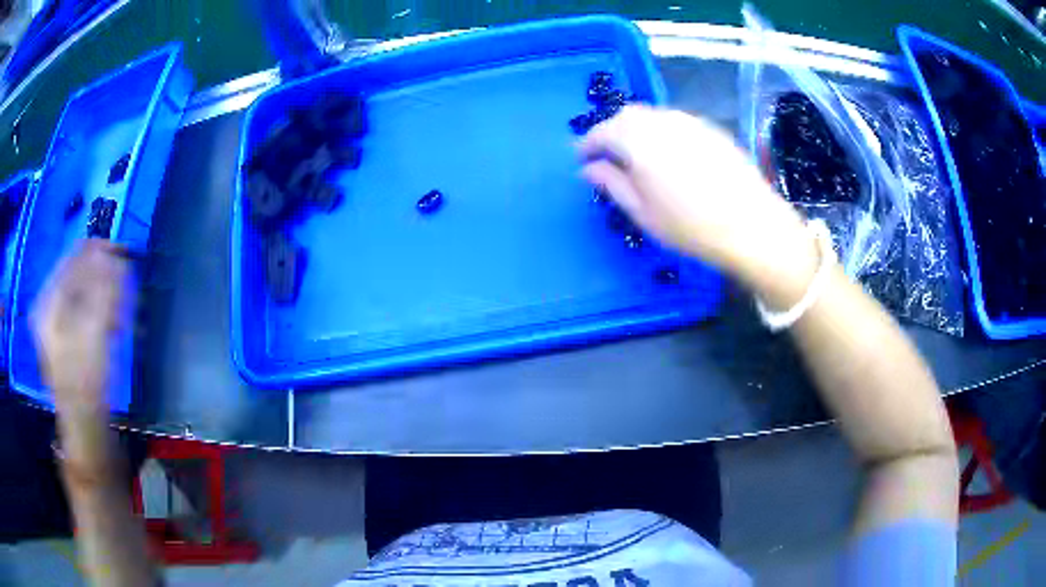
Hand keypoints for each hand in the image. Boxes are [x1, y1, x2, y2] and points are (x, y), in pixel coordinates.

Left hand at [31, 240, 130, 420]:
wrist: (85, 428)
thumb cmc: (88, 381)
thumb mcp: (95, 330)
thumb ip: (101, 288)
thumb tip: (110, 253)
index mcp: (47, 300)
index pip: (74, 257)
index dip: (100, 253)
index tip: (126, 257)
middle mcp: (46, 306)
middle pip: (77, 275)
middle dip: (104, 282)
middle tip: (125, 296)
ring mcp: (52, 323)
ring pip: (81, 294)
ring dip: (104, 299)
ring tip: (120, 319)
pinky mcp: (62, 338)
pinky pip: (81, 310)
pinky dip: (98, 314)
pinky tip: (111, 329)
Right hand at [579, 106, 818, 302]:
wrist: (752, 225)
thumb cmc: (691, 226)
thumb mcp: (643, 212)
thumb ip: (612, 184)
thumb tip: (589, 169)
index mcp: (637, 140)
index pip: (602, 132)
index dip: (587, 145)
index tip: (582, 159)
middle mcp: (662, 121)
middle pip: (627, 116)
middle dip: (613, 132)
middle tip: (610, 158)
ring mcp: (689, 121)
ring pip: (653, 116)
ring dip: (638, 130)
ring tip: (641, 157)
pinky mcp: (711, 128)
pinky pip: (676, 122)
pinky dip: (663, 132)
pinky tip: (672, 157)